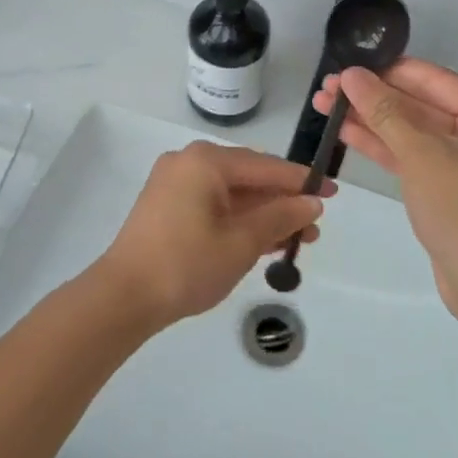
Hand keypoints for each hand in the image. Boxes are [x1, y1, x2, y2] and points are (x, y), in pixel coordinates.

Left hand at [93, 143, 326, 330]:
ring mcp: (174, 184)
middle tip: (314, 224)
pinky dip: (238, 220)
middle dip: (282, 201)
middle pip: (247, 177)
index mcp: (205, 161)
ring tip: (297, 239)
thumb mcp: (242, 241)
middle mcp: (188, 163)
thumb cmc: (188, 263)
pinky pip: (212, 205)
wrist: (125, 296)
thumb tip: (311, 202)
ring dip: (263, 214)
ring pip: (230, 194)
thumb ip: (280, 216)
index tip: (332, 191)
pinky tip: (264, 241)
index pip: (264, 166)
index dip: (301, 181)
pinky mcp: (166, 207)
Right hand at [315, 58, 457, 323]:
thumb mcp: (422, 155)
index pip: (431, 79)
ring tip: (324, 107)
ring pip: (413, 132)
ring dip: (371, 121)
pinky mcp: (454, 189)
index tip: (342, 65)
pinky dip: (385, 147)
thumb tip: (351, 74)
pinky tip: (347, 133)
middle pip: (420, 104)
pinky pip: (416, 157)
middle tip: (324, 89)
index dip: (384, 71)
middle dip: (372, 98)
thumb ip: (384, 111)